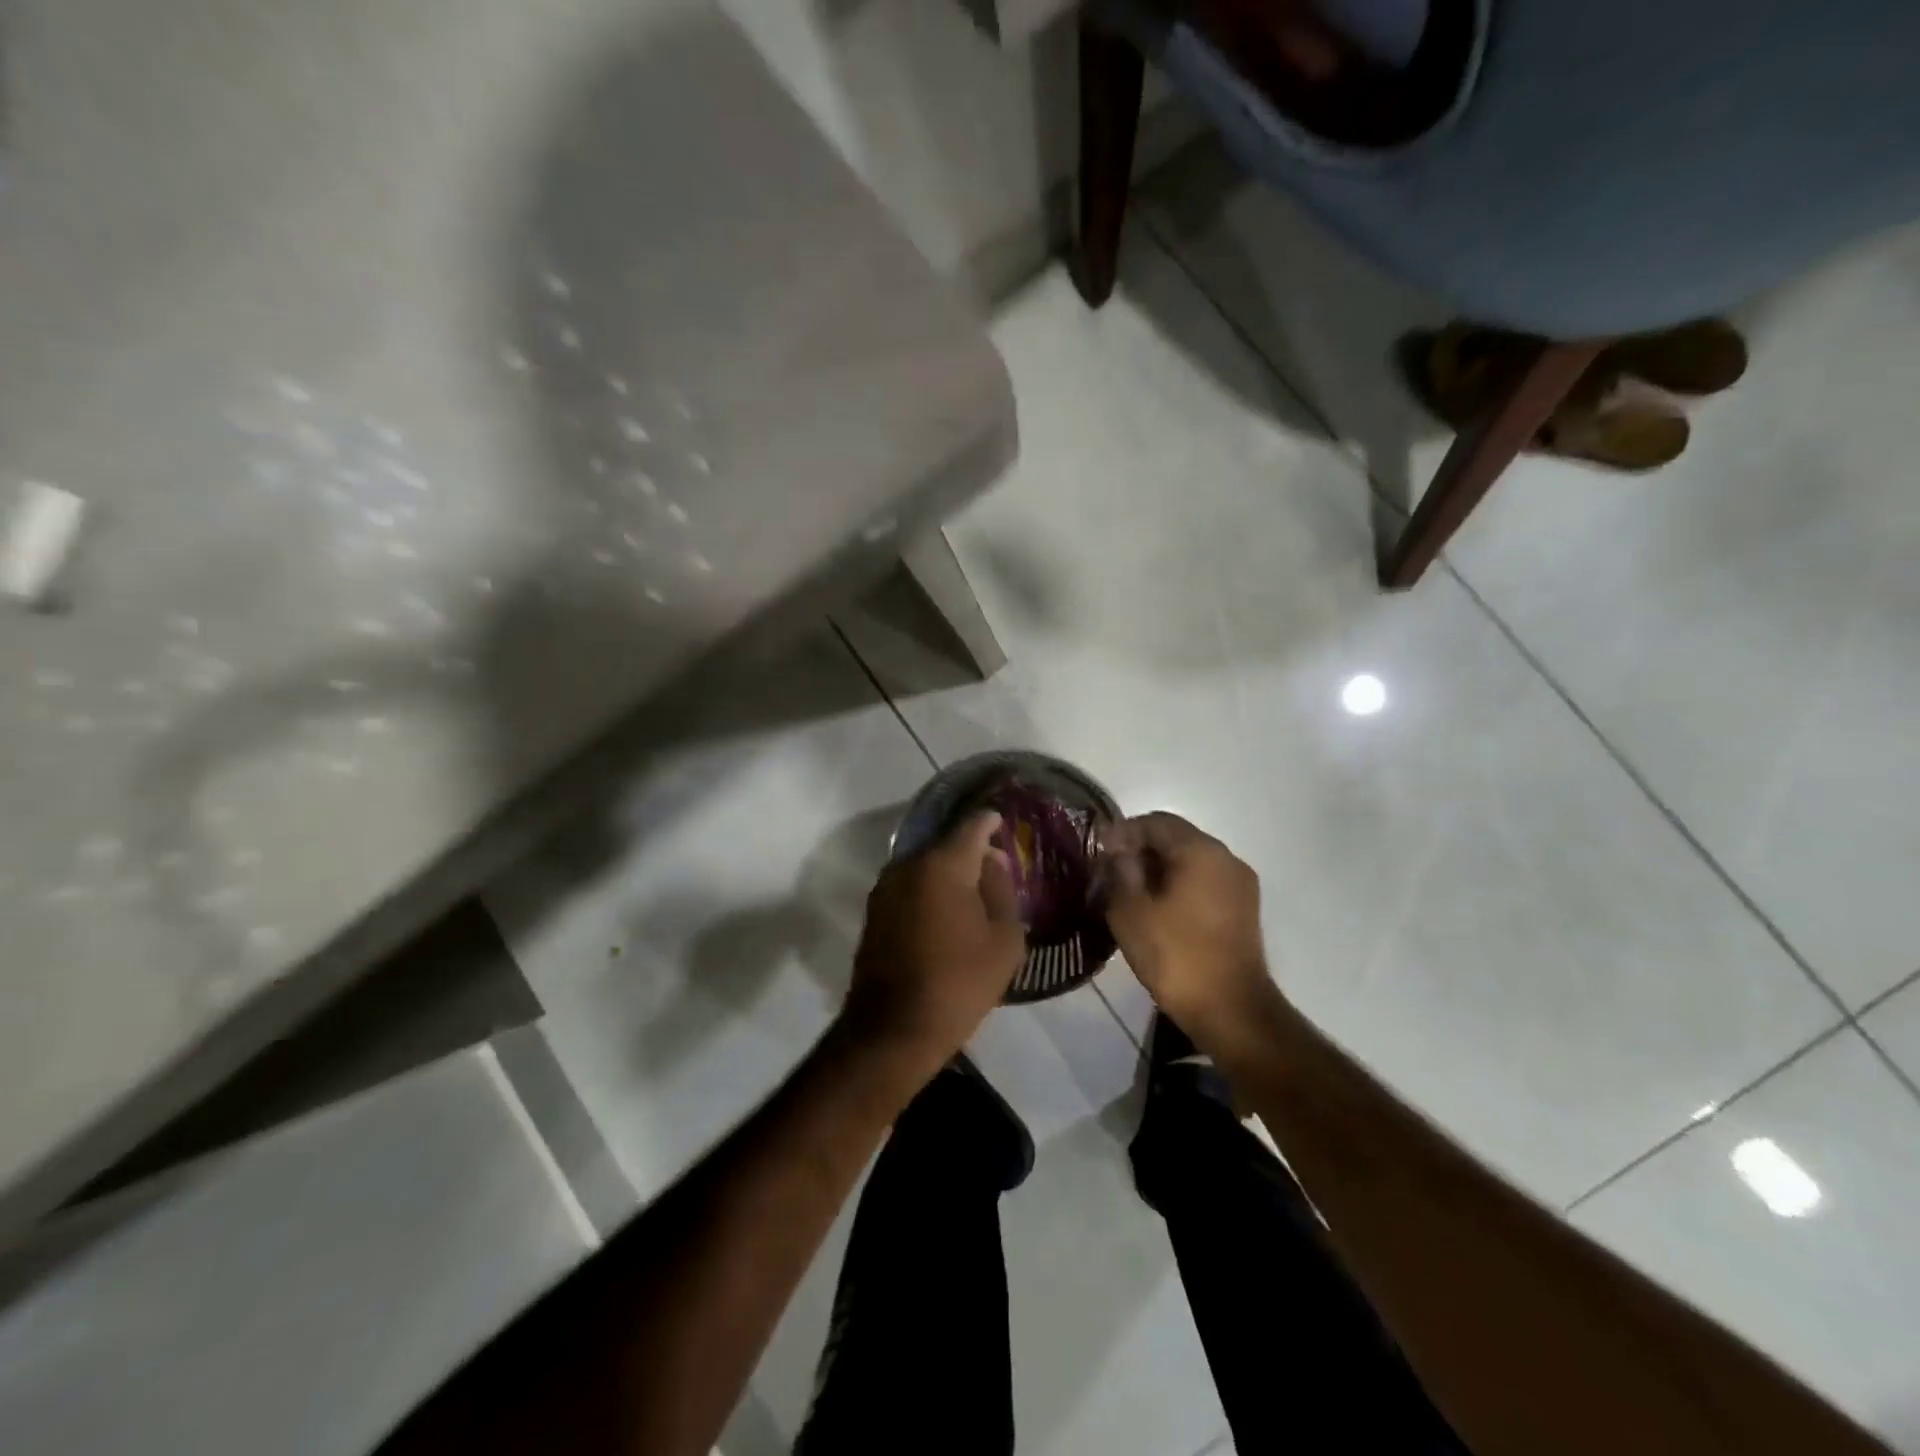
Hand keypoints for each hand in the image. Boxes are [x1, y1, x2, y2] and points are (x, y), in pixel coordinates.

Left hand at [843, 812, 1025, 1076]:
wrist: (894, 1029)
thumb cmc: (959, 983)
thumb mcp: (1004, 940)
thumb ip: (1002, 891)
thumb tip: (993, 862)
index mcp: (943, 865)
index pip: (972, 827)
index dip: (990, 822)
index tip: (1002, 822)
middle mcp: (909, 865)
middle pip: (946, 845)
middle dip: (970, 851)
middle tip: (995, 866)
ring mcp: (886, 887)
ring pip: (925, 866)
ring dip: (948, 873)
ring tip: (972, 892)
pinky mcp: (874, 911)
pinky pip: (910, 887)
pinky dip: (929, 891)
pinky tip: (945, 912)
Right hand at [1102, 812, 1273, 1035]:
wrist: (1232, 1012)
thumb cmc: (1176, 956)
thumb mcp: (1131, 911)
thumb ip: (1120, 870)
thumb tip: (1118, 850)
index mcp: (1201, 851)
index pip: (1156, 821)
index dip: (1123, 832)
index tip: (1099, 855)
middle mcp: (1226, 858)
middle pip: (1176, 839)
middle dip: (1140, 851)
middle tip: (1110, 876)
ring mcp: (1240, 886)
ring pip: (1190, 862)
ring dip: (1159, 871)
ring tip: (1130, 896)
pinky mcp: (1243, 911)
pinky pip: (1204, 884)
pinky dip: (1178, 888)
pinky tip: (1157, 913)